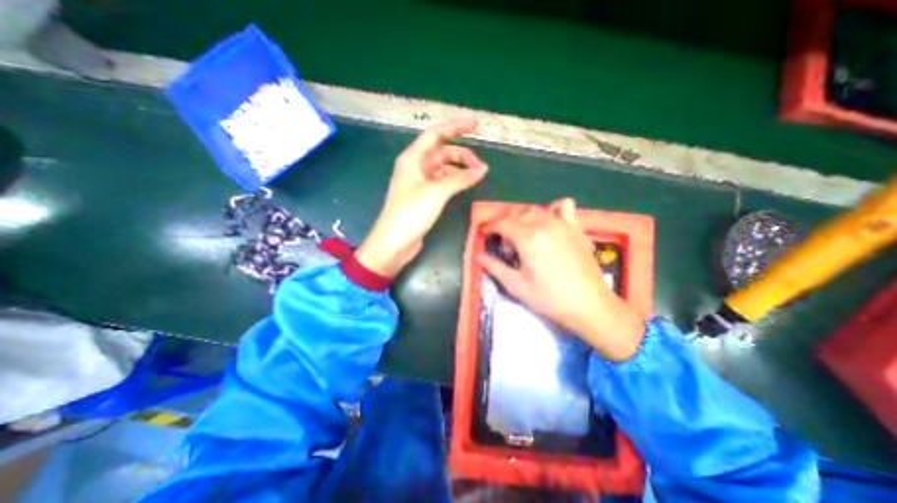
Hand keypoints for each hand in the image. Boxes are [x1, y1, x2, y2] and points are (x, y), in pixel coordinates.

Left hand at [354, 117, 487, 277]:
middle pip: (442, 152)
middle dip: (462, 154)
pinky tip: (465, 185)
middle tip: (481, 166)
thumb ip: (460, 178)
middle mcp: (416, 167)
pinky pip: (442, 182)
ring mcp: (420, 183)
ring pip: (443, 168)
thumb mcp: (436, 192)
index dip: (456, 127)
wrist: (394, 242)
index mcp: (413, 159)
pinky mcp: (424, 197)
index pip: (436, 134)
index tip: (476, 125)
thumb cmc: (411, 213)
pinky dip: (455, 181)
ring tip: (477, 176)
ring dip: (460, 169)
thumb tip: (482, 169)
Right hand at [480, 199, 648, 358]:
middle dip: (506, 226)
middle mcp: (545, 224)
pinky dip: (552, 209)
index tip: (486, 235)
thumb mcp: (516, 285)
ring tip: (524, 235)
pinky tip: (549, 223)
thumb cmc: (549, 298)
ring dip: (524, 218)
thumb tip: (476, 255)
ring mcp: (563, 223)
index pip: (502, 224)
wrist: (589, 305)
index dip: (491, 228)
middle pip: (517, 215)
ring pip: (535, 209)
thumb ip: (494, 267)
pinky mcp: (575, 227)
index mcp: (528, 238)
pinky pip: (563, 206)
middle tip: (507, 247)